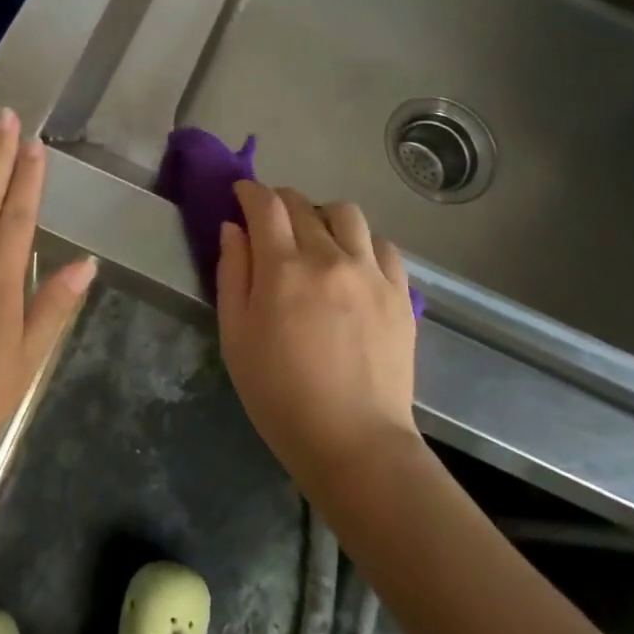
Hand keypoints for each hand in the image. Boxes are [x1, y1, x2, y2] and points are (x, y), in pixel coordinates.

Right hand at [216, 182, 417, 489]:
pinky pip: (382, 245)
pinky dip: (361, 242)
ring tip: (315, 238)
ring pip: (347, 214)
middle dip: (280, 202)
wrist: (353, 441)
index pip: (265, 205)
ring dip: (322, 215)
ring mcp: (371, 273)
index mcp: (283, 269)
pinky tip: (352, 264)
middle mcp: (330, 258)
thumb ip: (232, 275)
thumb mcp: (235, 337)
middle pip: (303, 204)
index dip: (249, 192)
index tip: (240, 194)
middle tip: (269, 222)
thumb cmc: (279, 395)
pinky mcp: (401, 293)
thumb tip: (234, 229)